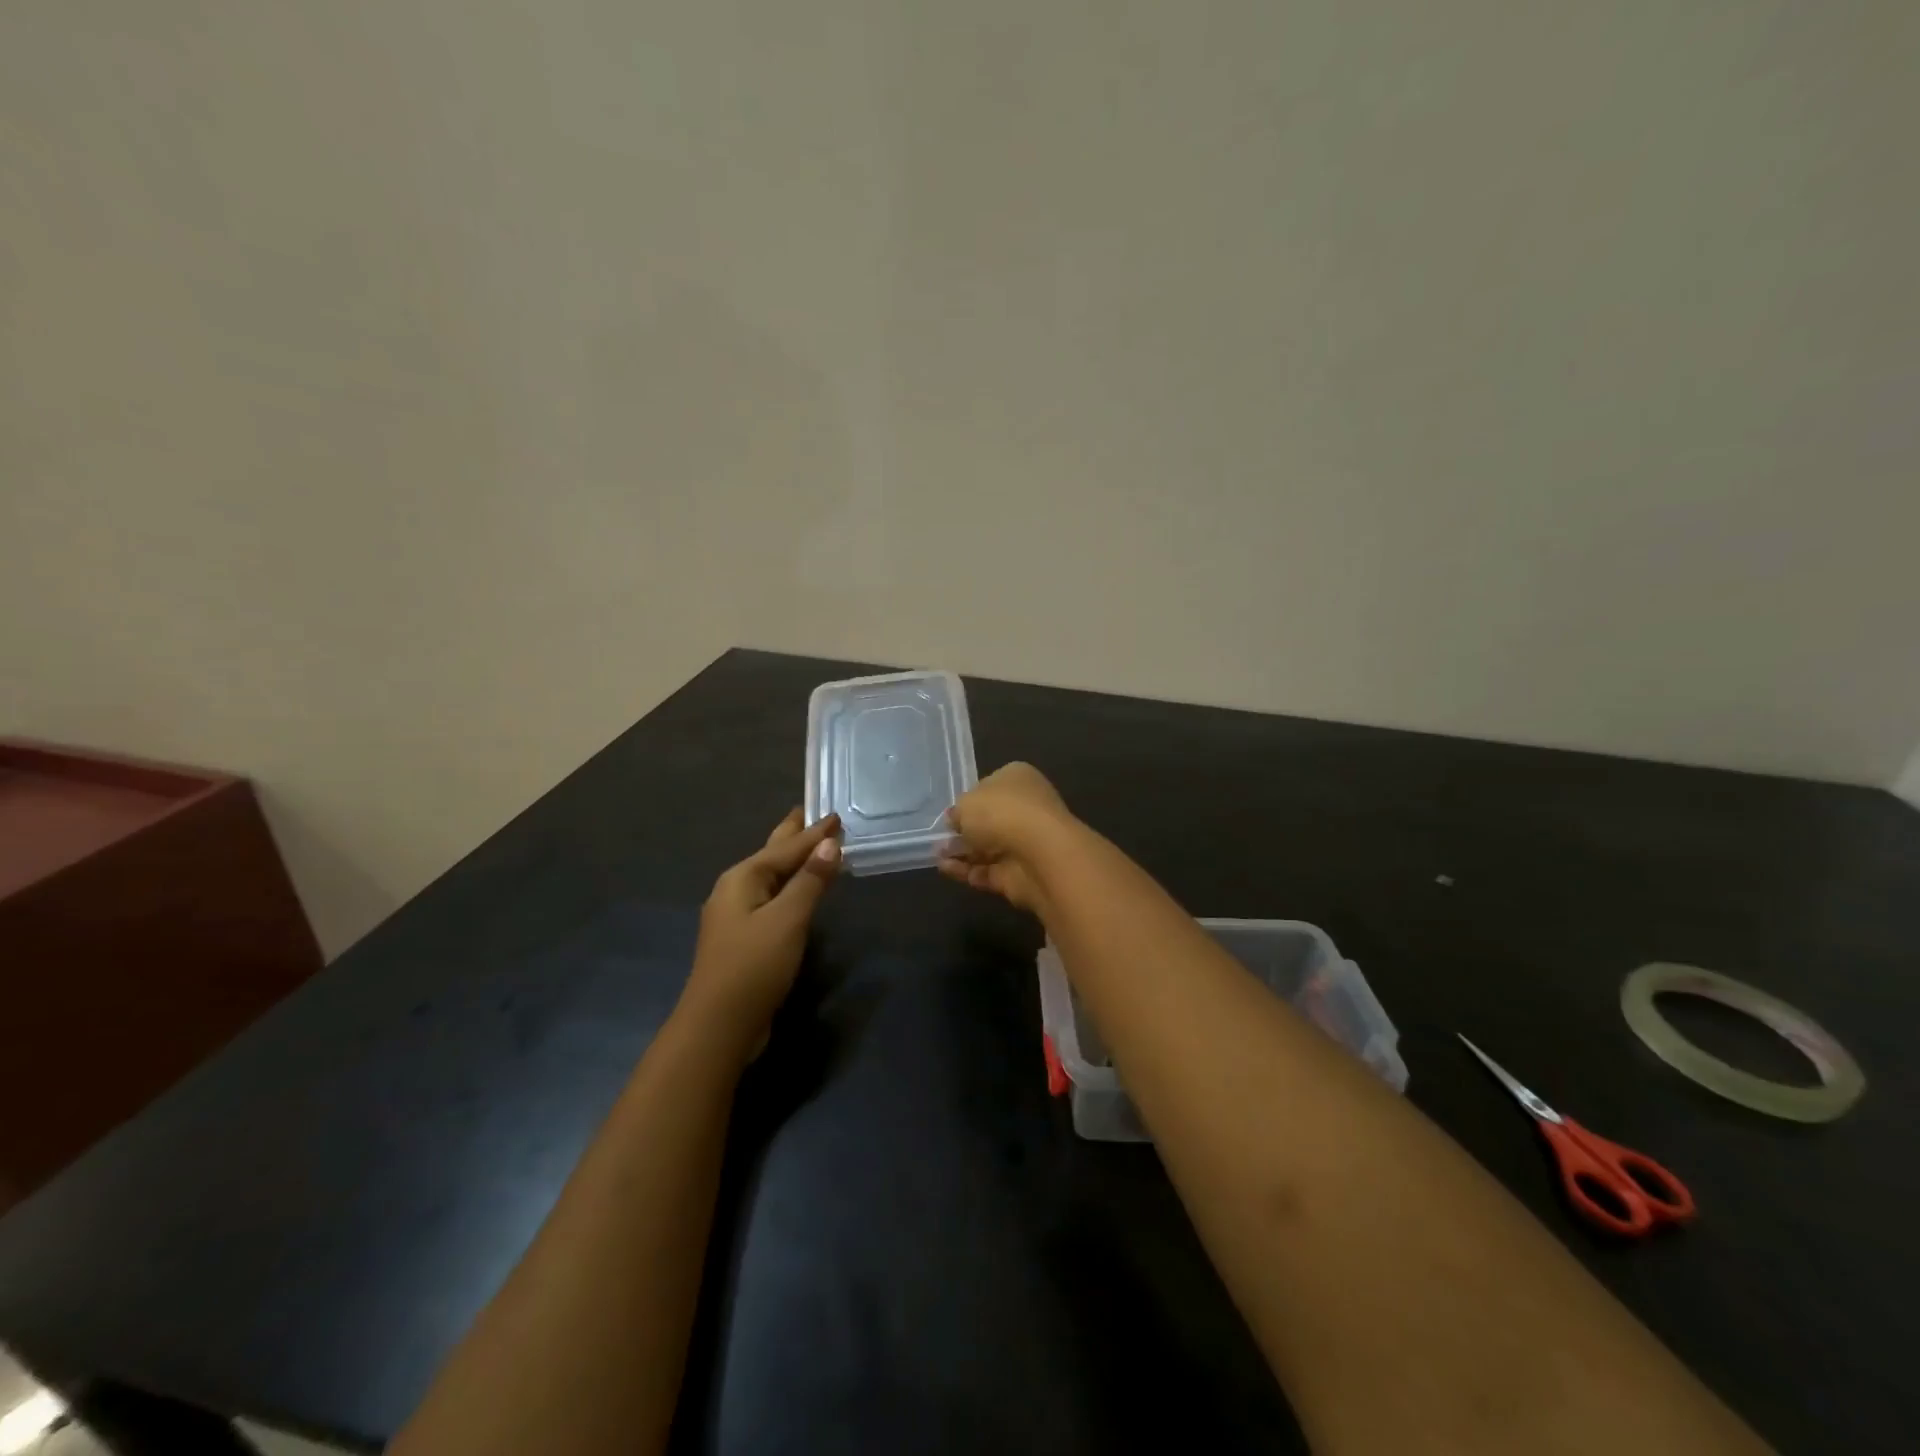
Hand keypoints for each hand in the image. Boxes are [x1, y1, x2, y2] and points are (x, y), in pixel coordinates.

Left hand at [685, 809, 841, 1045]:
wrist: (718, 1026)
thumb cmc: (753, 966)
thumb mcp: (787, 919)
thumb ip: (810, 880)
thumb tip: (830, 844)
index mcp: (742, 879)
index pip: (786, 848)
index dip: (814, 833)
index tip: (837, 815)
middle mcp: (735, 891)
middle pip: (771, 855)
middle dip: (792, 836)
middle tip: (808, 812)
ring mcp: (736, 916)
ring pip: (770, 878)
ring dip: (792, 862)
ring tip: (810, 847)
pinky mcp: (744, 939)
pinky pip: (772, 899)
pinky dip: (789, 887)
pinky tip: (798, 892)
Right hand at [937, 762, 1076, 914]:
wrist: (1037, 854)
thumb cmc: (1001, 812)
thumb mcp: (966, 803)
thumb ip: (958, 812)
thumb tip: (956, 820)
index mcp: (1018, 779)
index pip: (991, 786)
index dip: (970, 799)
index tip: (951, 813)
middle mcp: (1026, 807)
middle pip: (990, 819)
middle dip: (964, 830)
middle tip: (939, 838)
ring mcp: (1025, 842)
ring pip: (988, 847)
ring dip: (962, 851)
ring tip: (936, 855)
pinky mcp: (1019, 873)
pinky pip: (988, 870)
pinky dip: (966, 870)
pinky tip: (945, 869)